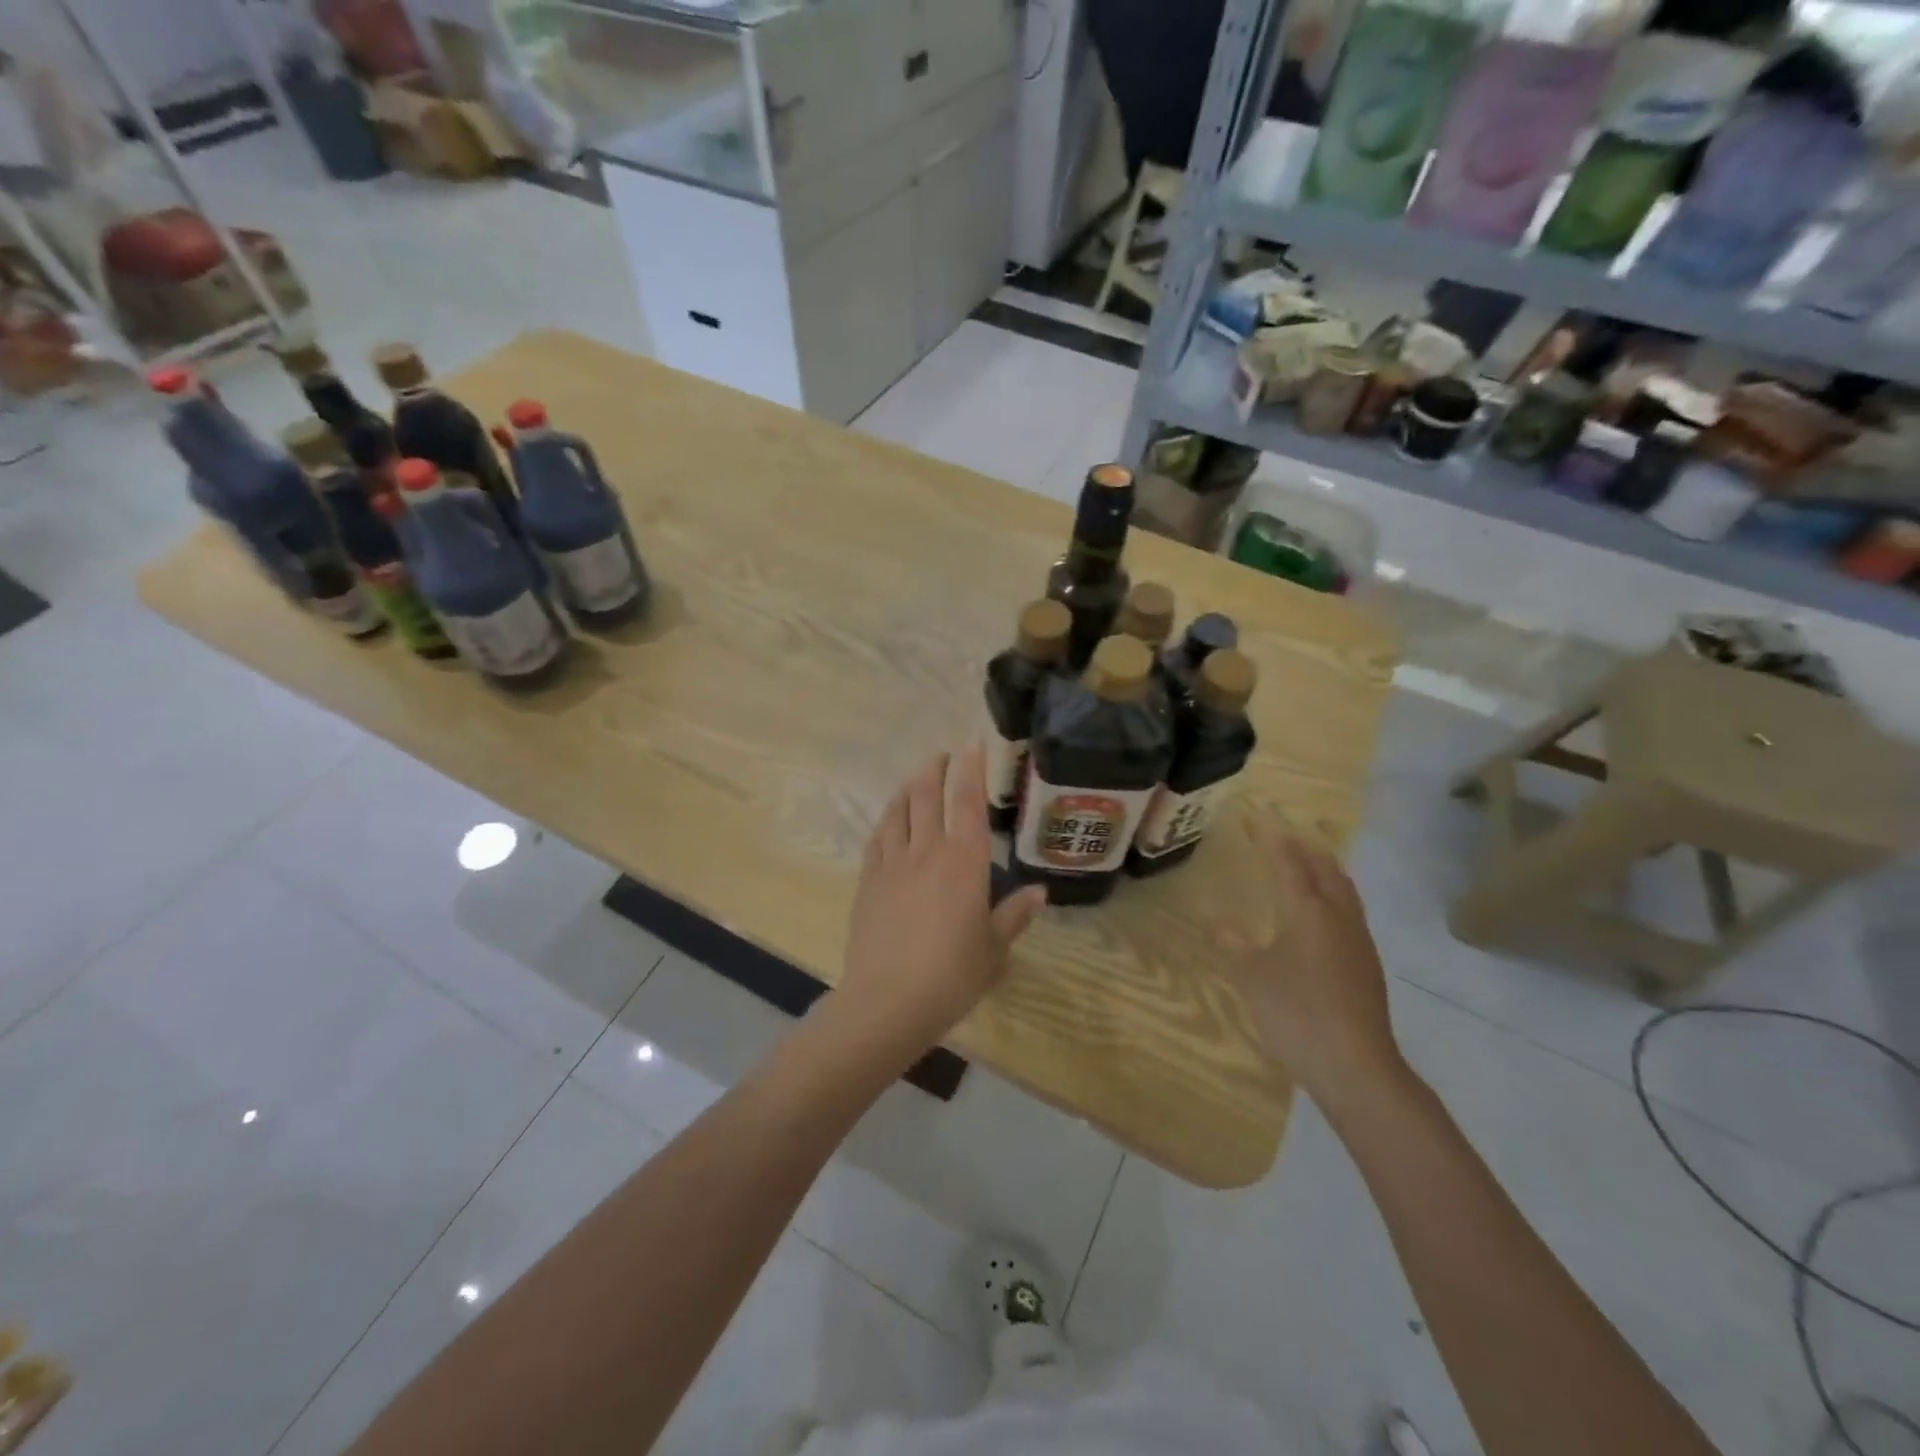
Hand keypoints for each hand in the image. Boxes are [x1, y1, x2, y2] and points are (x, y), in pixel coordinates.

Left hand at [835, 748, 1046, 1054]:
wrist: (888, 1000)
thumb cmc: (952, 975)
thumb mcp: (994, 949)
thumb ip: (1015, 915)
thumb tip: (1040, 892)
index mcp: (965, 862)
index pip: (968, 801)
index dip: (971, 768)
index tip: (972, 742)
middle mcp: (928, 850)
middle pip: (926, 794)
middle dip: (935, 768)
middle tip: (943, 756)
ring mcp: (893, 863)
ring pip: (898, 810)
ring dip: (908, 787)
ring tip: (916, 777)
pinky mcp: (868, 881)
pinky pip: (877, 838)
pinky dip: (887, 820)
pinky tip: (890, 820)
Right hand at [1220, 818, 1406, 1109]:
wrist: (1356, 1067)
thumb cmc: (1297, 1014)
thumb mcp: (1251, 977)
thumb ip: (1234, 945)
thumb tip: (1217, 923)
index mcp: (1308, 911)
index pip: (1288, 862)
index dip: (1270, 838)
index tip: (1254, 818)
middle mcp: (1338, 916)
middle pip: (1324, 868)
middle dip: (1301, 847)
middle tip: (1278, 836)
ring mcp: (1358, 940)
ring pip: (1342, 888)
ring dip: (1322, 868)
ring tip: (1303, 862)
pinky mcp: (1366, 963)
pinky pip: (1348, 910)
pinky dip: (1331, 893)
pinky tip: (1320, 912)